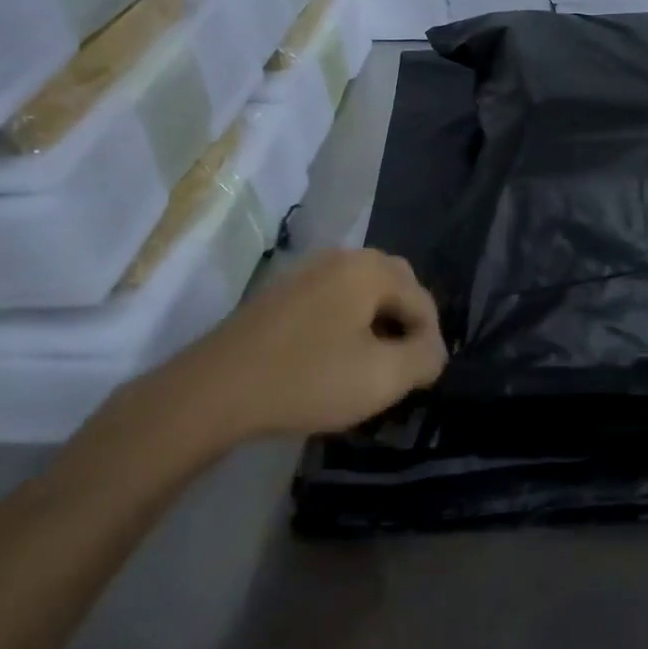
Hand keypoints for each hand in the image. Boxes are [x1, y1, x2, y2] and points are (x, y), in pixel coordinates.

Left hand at [169, 249, 447, 443]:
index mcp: (370, 269)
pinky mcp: (281, 292)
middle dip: (406, 323)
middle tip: (403, 364)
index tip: (423, 379)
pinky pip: (332, 299)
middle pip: (395, 285)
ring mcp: (307, 271)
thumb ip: (423, 359)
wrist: (213, 390)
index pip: (422, 299)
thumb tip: (434, 351)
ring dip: (376, 323)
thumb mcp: (381, 377)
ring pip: (362, 291)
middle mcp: (342, 257)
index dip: (431, 340)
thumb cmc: (307, 379)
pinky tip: (334, 357)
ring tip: (372, 364)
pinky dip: (346, 323)